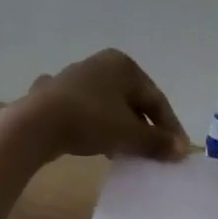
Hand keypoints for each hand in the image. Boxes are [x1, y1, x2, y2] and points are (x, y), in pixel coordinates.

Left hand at [21, 49, 189, 161]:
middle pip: (133, 101)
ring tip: (127, 154)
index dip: (170, 128)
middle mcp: (101, 64)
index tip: (177, 152)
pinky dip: (98, 128)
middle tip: (154, 154)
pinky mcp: (56, 94)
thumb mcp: (129, 134)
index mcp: (124, 65)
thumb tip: (181, 150)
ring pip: (110, 107)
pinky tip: (98, 146)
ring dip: (121, 130)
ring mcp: (76, 77)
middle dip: (145, 129)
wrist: (36, 124)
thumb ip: (157, 142)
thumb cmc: (90, 120)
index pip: (156, 99)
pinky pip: (87, 112)